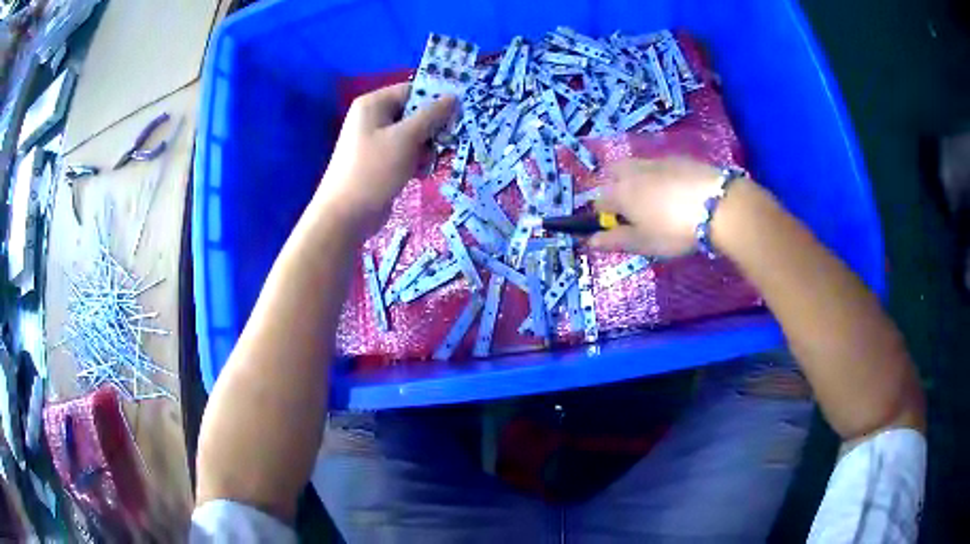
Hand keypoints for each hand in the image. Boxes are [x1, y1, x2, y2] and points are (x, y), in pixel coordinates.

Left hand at [312, 83, 455, 237]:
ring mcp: (376, 141)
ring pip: (413, 135)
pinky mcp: (380, 161)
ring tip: (432, 162)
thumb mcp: (406, 138)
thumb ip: (431, 115)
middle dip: (433, 128)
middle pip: (414, 113)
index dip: (436, 99)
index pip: (412, 90)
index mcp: (374, 104)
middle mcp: (374, 118)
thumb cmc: (374, 169)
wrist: (346, 215)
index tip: (460, 112)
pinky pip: (406, 152)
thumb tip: (453, 97)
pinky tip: (421, 174)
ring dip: (427, 147)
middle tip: (449, 141)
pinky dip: (417, 160)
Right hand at [590, 157, 724, 256]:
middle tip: (631, 209)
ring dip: (636, 179)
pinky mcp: (678, 158)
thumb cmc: (674, 230)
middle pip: (613, 173)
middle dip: (614, 186)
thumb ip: (616, 241)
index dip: (603, 216)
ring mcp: (656, 161)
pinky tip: (676, 190)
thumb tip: (590, 241)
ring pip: (636, 166)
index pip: (598, 201)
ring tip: (655, 199)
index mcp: (620, 193)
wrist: (717, 205)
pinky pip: (659, 165)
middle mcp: (632, 171)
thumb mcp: (644, 243)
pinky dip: (659, 175)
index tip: (616, 228)